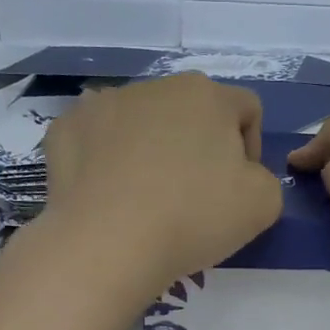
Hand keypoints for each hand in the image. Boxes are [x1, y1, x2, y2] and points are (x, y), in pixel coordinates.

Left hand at [40, 73, 282, 291]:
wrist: (107, 243)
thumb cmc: (194, 218)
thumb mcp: (263, 204)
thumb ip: (265, 178)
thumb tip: (241, 174)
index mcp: (207, 95)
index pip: (246, 108)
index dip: (252, 147)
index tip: (240, 187)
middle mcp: (155, 86)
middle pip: (191, 111)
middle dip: (198, 145)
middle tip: (194, 196)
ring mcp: (103, 103)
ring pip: (141, 122)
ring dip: (151, 149)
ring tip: (146, 198)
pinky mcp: (65, 129)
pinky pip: (97, 140)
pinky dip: (106, 161)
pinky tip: (109, 196)